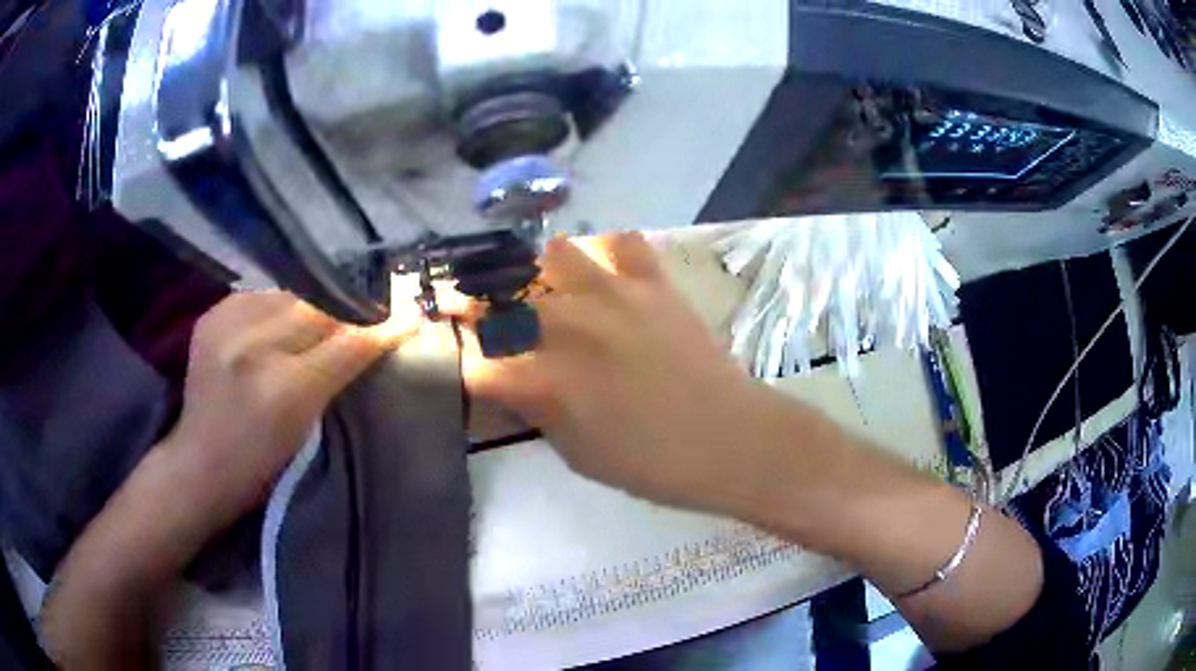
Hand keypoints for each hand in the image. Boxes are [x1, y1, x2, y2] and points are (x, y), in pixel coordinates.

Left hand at [160, 290, 419, 531]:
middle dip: (344, 315)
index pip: (347, 344)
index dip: (382, 329)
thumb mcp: (308, 431)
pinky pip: (257, 295)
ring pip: (288, 295)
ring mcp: (226, 326)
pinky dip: (274, 306)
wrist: (200, 465)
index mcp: (284, 390)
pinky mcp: (210, 317)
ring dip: (307, 307)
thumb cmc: (262, 467)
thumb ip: (339, 378)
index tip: (410, 316)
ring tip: (313, 324)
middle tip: (360, 321)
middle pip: (318, 310)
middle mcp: (254, 348)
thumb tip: (376, 337)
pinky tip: (275, 325)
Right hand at [460, 233, 776, 512]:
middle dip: (481, 307)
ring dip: (544, 273)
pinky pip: (623, 243)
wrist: (730, 439)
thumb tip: (512, 383)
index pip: (477, 362)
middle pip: (502, 300)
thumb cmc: (652, 463)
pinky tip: (611, 277)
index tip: (459, 357)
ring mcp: (614, 296)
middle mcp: (570, 328)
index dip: (460, 359)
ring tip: (552, 291)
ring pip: (556, 254)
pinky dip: (610, 255)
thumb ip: (537, 411)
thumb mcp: (578, 455)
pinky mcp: (654, 283)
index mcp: (546, 381)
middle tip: (487, 316)